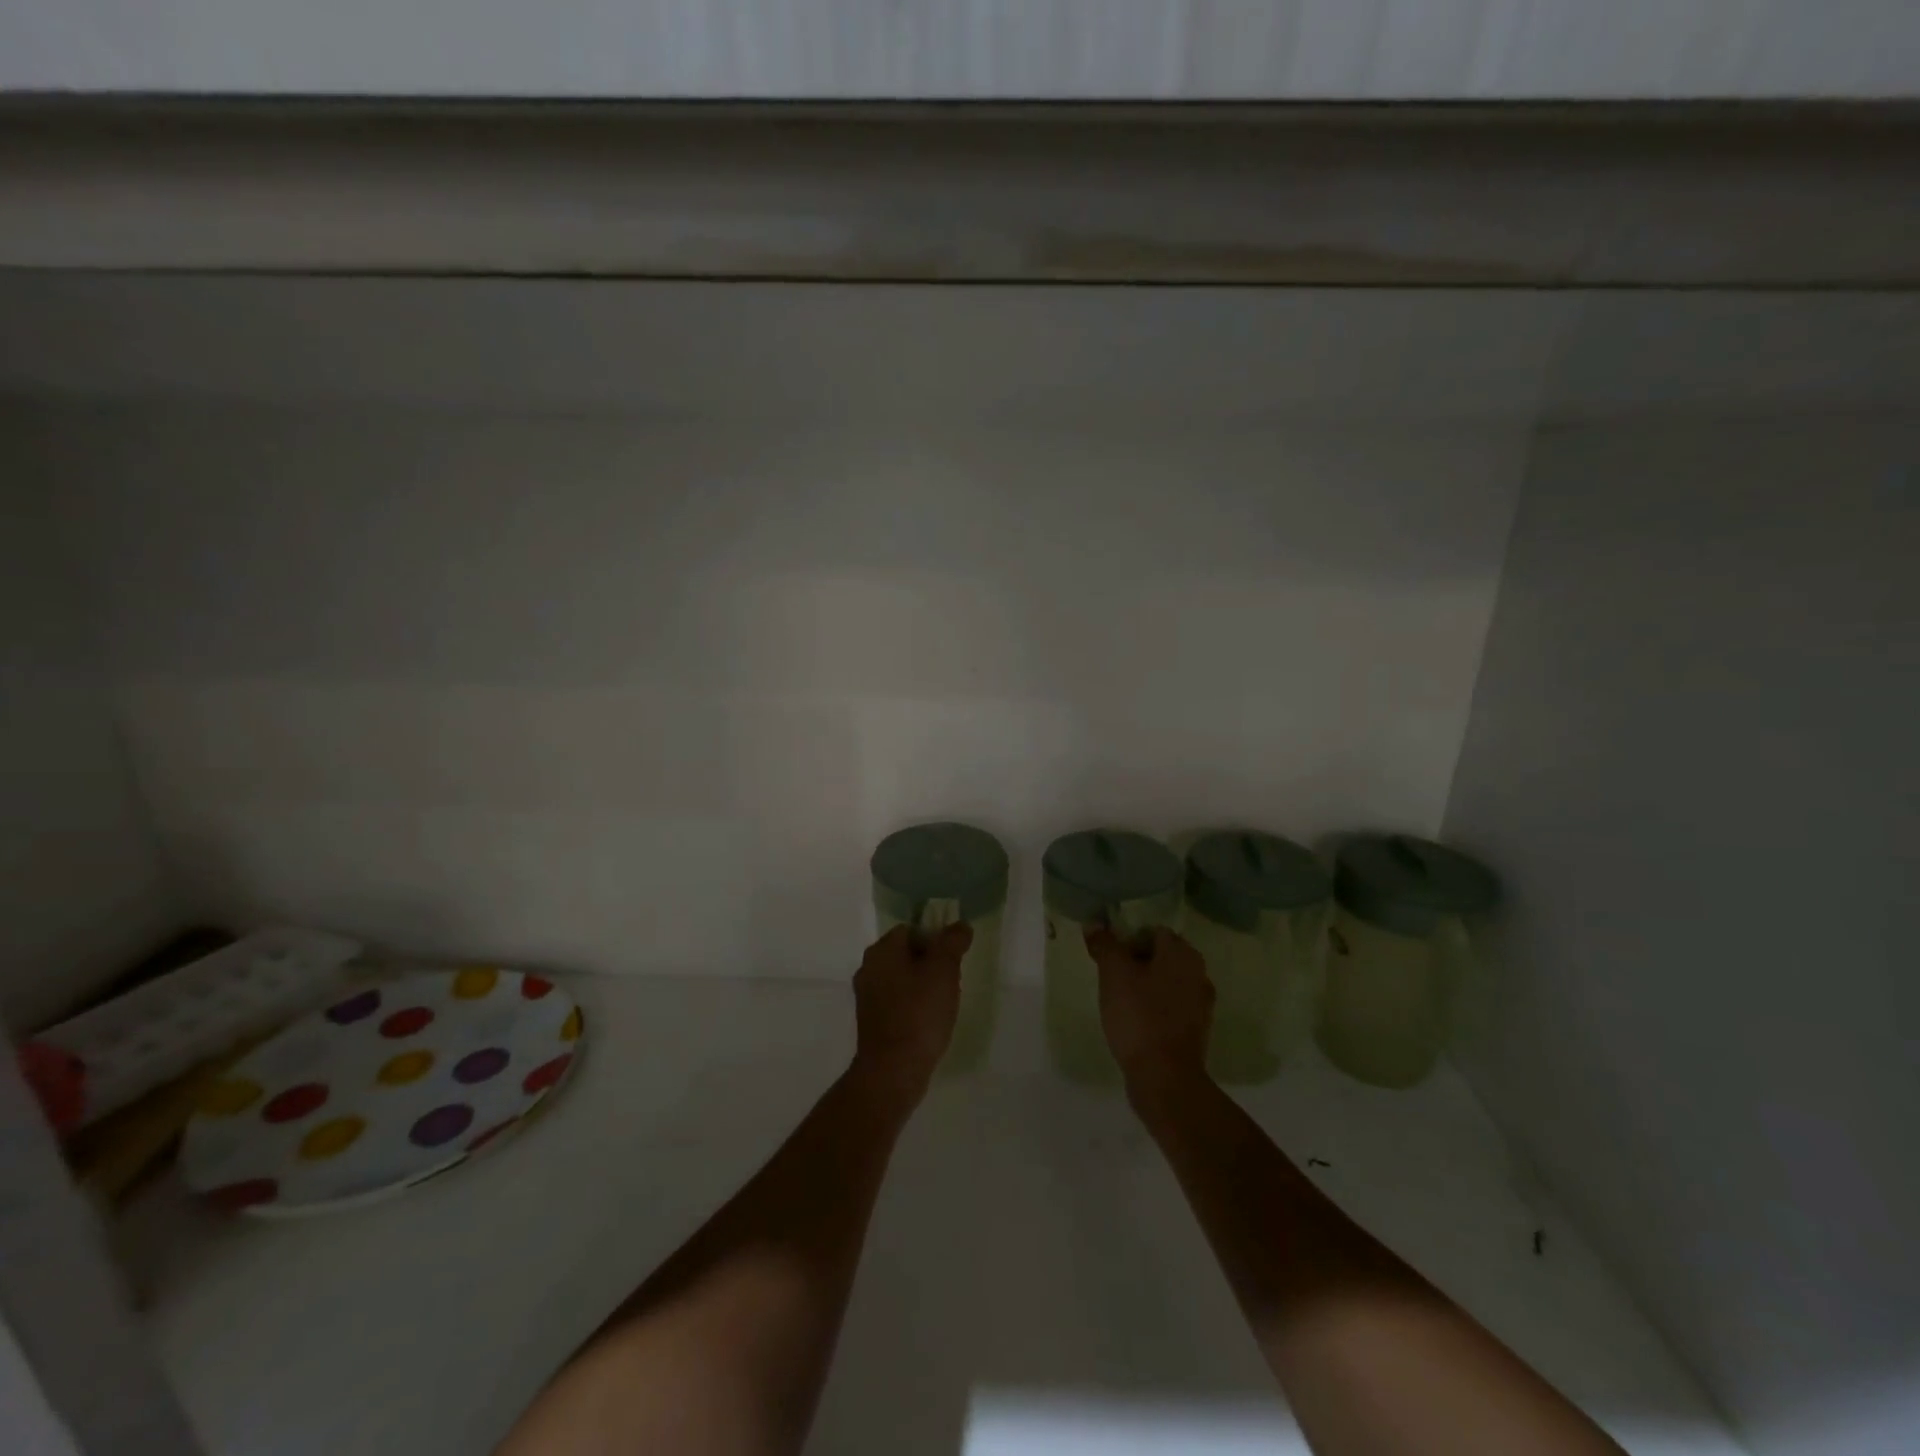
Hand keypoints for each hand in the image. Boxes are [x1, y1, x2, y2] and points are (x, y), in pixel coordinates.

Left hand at [850, 923, 970, 1105]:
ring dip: (922, 985)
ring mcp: (867, 996)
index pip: (911, 929)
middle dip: (930, 963)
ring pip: (901, 979)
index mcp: (882, 950)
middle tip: (952, 980)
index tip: (953, 958)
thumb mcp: (943, 970)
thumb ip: (952, 942)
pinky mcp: (871, 1022)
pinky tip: (929, 1021)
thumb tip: (960, 925)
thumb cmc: (919, 1013)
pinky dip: (913, 1006)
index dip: (935, 938)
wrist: (893, 1071)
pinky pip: (897, 1002)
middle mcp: (869, 968)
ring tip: (943, 1003)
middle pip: (906, 954)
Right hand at [1085, 925, 1214, 1105]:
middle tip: (1109, 974)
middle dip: (1136, 961)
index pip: (1153, 930)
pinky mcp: (1195, 1031)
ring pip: (1166, 982)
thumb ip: (1105, 945)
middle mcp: (1198, 973)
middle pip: (1161, 956)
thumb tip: (1095, 924)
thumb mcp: (1114, 974)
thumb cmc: (1139, 1016)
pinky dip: (1154, 1008)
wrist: (1165, 1078)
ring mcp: (1200, 1004)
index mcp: (1183, 954)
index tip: (1108, 953)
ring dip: (1145, 985)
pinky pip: (1171, 1007)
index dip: (1128, 937)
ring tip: (1119, 998)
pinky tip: (1134, 1020)